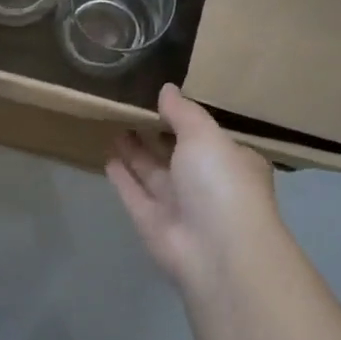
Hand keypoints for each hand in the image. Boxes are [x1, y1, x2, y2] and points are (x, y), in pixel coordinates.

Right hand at [106, 84, 281, 300]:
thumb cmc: (221, 182)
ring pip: (153, 173)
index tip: (164, 99)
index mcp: (232, 161)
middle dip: (157, 134)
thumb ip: (183, 112)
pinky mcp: (153, 223)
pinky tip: (108, 158)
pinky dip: (123, 178)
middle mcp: (207, 184)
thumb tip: (167, 89)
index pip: (209, 136)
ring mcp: (179, 206)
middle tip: (132, 108)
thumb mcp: (205, 135)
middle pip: (177, 154)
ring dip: (136, 152)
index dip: (188, 119)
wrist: (217, 250)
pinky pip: (135, 194)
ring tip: (116, 126)